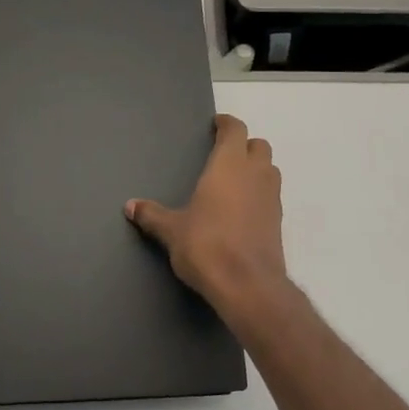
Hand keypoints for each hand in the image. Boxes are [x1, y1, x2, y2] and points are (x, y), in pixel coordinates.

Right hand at [126, 114, 290, 326]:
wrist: (248, 285)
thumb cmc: (206, 246)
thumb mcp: (172, 230)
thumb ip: (152, 215)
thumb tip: (130, 206)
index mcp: (229, 165)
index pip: (235, 130)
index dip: (226, 124)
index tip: (216, 125)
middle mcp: (255, 174)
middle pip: (259, 146)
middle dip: (244, 145)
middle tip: (224, 154)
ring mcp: (272, 198)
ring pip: (269, 170)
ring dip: (256, 168)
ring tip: (234, 181)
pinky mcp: (278, 222)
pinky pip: (271, 196)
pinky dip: (259, 194)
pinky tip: (241, 210)